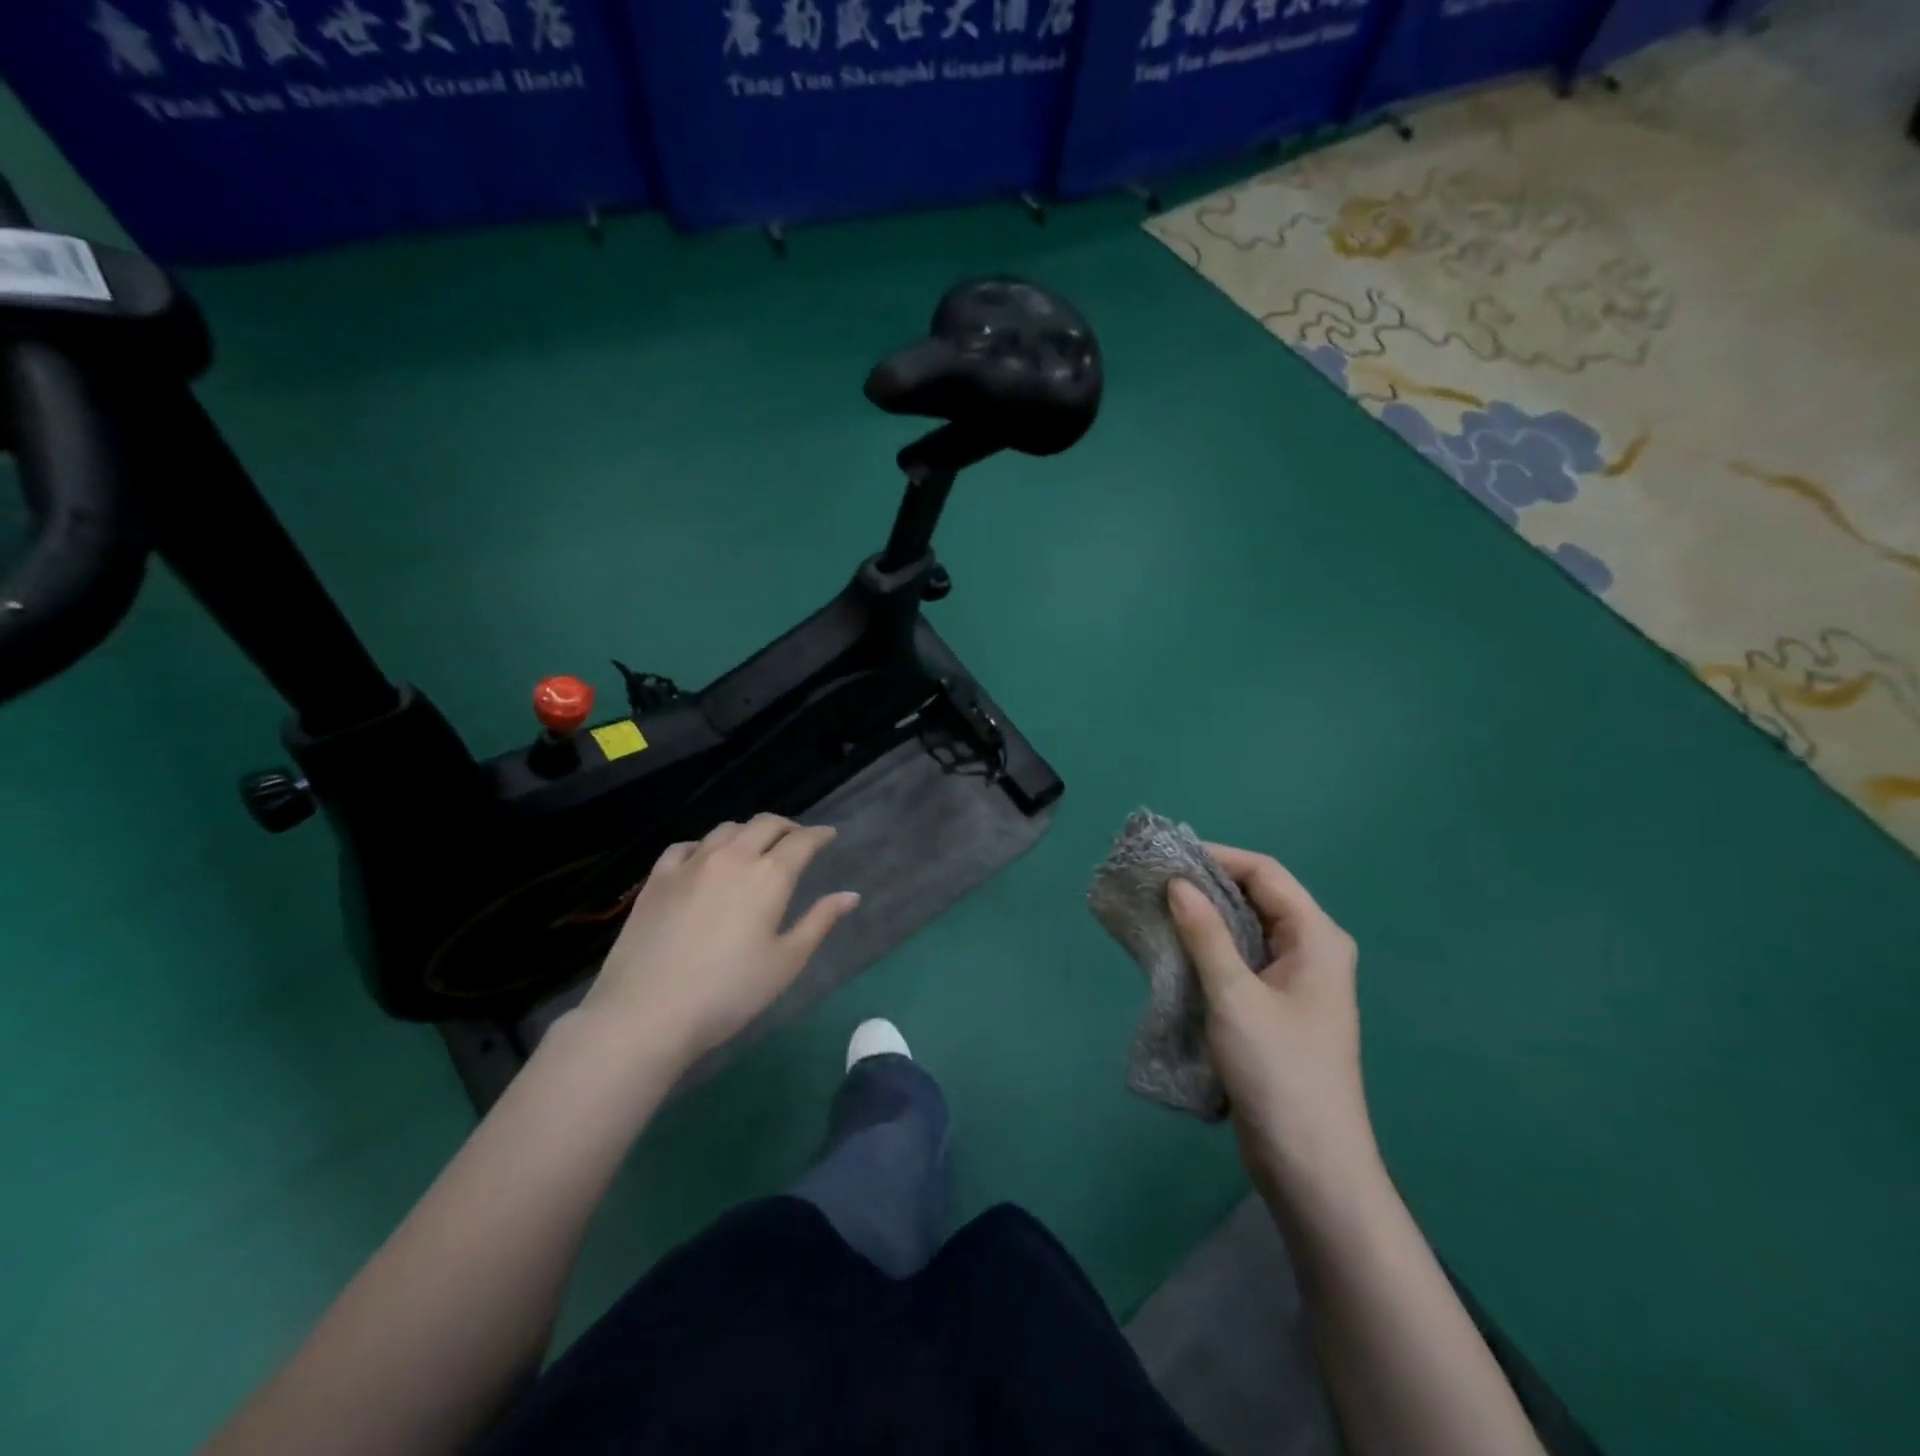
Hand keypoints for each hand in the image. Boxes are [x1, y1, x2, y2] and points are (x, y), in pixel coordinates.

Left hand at [578, 815, 859, 1069]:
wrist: (647, 1013)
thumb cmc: (729, 992)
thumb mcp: (786, 962)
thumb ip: (819, 922)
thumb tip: (850, 895)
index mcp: (769, 876)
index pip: (801, 841)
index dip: (819, 835)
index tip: (829, 835)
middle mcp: (732, 858)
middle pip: (764, 824)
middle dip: (787, 826)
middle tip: (797, 839)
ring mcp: (691, 864)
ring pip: (726, 830)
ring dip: (748, 832)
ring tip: (754, 846)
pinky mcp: (658, 878)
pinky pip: (686, 846)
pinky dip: (705, 845)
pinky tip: (704, 858)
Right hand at [1168, 845, 1375, 1201]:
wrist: (1311, 1166)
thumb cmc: (1280, 1072)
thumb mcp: (1235, 996)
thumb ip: (1206, 934)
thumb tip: (1178, 882)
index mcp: (1317, 938)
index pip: (1265, 874)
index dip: (1218, 858)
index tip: (1167, 857)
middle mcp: (1311, 951)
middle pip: (1257, 898)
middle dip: (1207, 885)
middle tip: (1154, 881)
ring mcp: (1295, 982)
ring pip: (1246, 930)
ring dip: (1205, 918)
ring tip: (1156, 910)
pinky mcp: (1276, 1008)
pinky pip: (1241, 961)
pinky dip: (1210, 949)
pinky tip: (1175, 950)